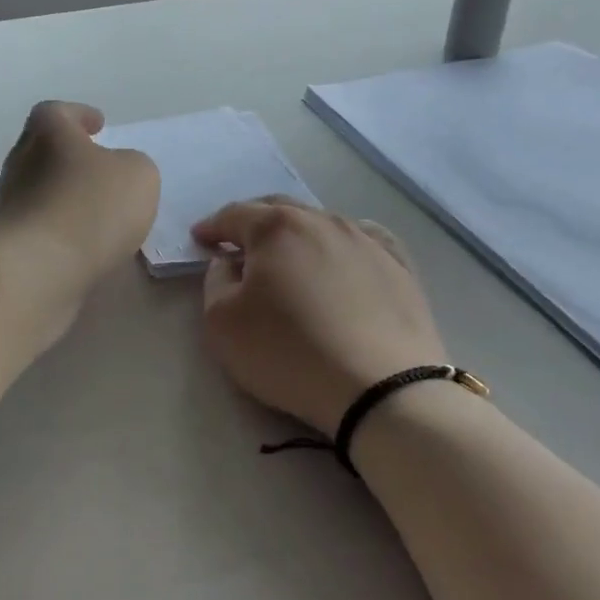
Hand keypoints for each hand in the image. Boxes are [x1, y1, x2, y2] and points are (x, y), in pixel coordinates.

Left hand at [0, 101, 159, 301]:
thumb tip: (117, 172)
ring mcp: (7, 205)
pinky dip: (58, 229)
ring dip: (63, 196)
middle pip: (42, 150)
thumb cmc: (90, 208)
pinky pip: (37, 226)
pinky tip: (80, 244)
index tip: (98, 126)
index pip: (57, 112)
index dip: (79, 115)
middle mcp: (19, 163)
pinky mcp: (7, 244)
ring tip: (95, 213)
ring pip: (37, 190)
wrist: (37, 270)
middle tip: (98, 169)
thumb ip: (132, 165)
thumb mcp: (138, 175)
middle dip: (69, 157)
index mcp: (47, 133)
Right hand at [194, 198, 445, 435]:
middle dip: (254, 222)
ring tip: (289, 256)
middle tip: (238, 243)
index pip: (235, 215)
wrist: (381, 388)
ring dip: (298, 234)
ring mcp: (367, 241)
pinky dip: (342, 246)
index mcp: (277, 227)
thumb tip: (230, 263)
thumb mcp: (222, 323)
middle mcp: (323, 221)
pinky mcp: (400, 267)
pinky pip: (364, 242)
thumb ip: (216, 283)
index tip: (200, 239)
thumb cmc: (288, 352)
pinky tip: (343, 258)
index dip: (213, 227)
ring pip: (322, 224)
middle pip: (280, 210)